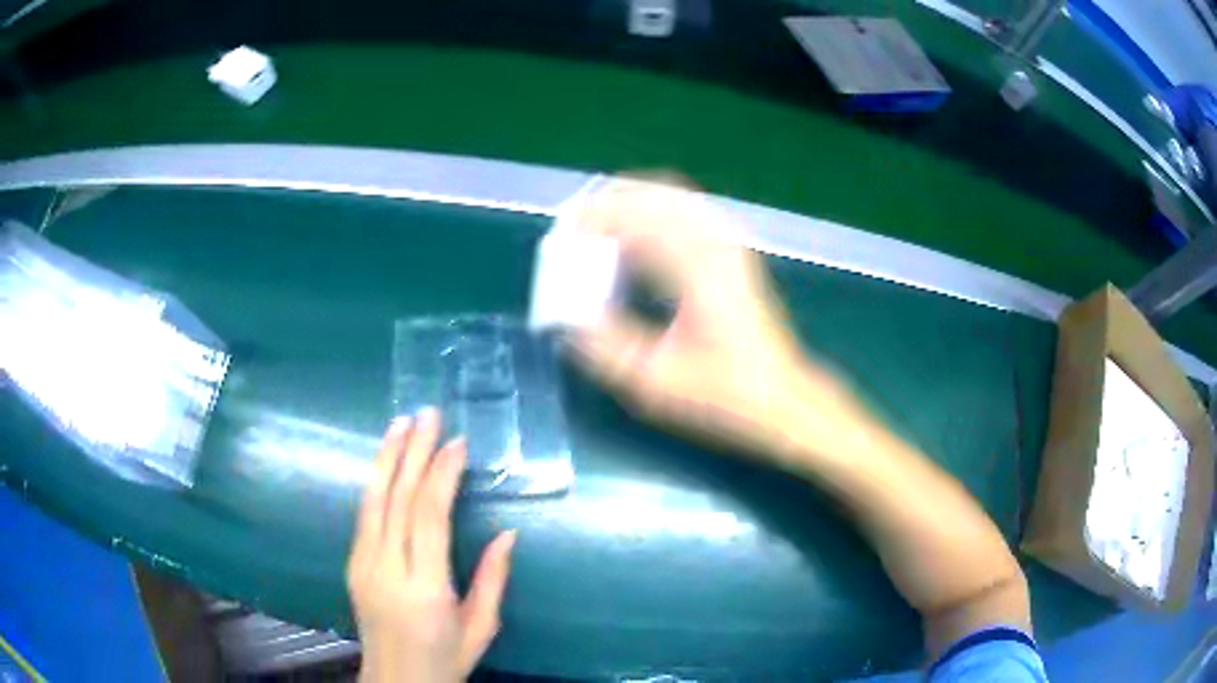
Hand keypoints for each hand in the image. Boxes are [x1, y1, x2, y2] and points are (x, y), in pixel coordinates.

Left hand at [348, 409, 515, 682]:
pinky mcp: (353, 565)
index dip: (441, 475)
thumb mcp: (481, 627)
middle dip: (413, 452)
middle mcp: (386, 569)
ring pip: (373, 501)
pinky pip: (364, 515)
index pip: (428, 517)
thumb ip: (493, 579)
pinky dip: (376, 483)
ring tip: (401, 423)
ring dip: (387, 458)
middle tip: (428, 414)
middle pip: (397, 500)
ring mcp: (363, 565)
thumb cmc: (446, 659)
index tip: (457, 443)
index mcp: (424, 588)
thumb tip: (508, 532)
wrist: (395, 681)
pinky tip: (385, 463)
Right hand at [569, 177, 849, 461]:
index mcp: (697, 268)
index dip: (593, 217)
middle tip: (577, 226)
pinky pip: (689, 215)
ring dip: (634, 205)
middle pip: (657, 192)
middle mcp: (716, 245)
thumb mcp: (657, 382)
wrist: (782, 399)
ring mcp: (730, 247)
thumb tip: (568, 323)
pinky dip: (657, 216)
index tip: (563, 235)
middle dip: (611, 201)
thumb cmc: (725, 395)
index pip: (637, 217)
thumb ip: (606, 349)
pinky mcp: (734, 257)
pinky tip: (638, 243)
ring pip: (675, 199)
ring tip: (599, 229)